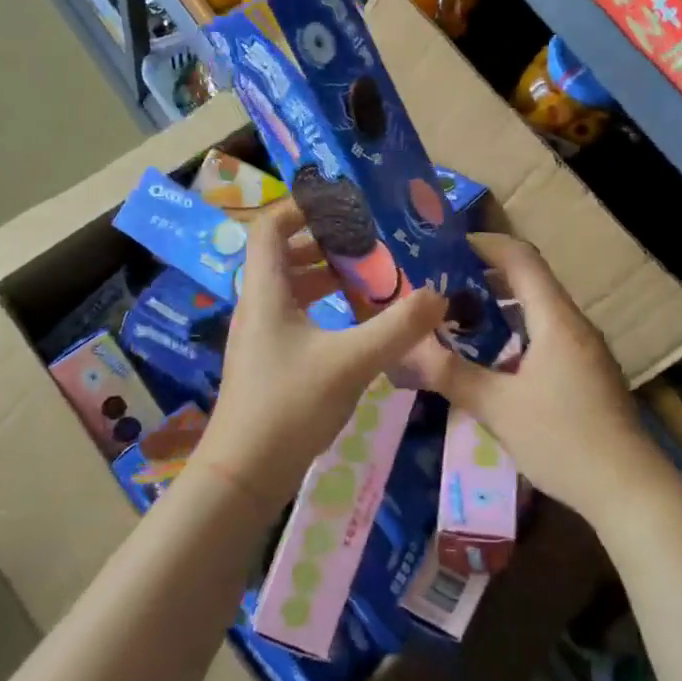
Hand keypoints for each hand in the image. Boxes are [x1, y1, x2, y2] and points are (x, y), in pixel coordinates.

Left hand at [192, 201, 445, 515]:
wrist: (243, 475)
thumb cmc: (289, 406)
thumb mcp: (351, 362)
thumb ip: (397, 327)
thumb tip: (438, 294)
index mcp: (266, 291)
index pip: (270, 227)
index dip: (300, 208)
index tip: (342, 205)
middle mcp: (256, 305)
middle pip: (281, 254)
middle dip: (322, 242)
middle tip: (365, 242)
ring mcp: (258, 335)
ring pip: (288, 287)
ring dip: (323, 275)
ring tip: (366, 277)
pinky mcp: (266, 361)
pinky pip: (292, 315)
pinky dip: (320, 306)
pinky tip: (353, 324)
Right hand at [410, 233, 677, 528]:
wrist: (629, 489)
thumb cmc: (562, 440)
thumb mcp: (497, 408)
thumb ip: (451, 374)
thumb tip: (406, 349)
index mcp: (555, 320)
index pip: (521, 259)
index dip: (486, 244)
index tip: (448, 246)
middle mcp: (574, 324)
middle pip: (530, 280)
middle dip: (486, 276)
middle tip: (443, 285)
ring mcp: (585, 348)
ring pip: (539, 309)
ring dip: (501, 306)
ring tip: (460, 317)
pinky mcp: (588, 372)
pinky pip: (548, 334)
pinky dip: (517, 331)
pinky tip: (493, 358)